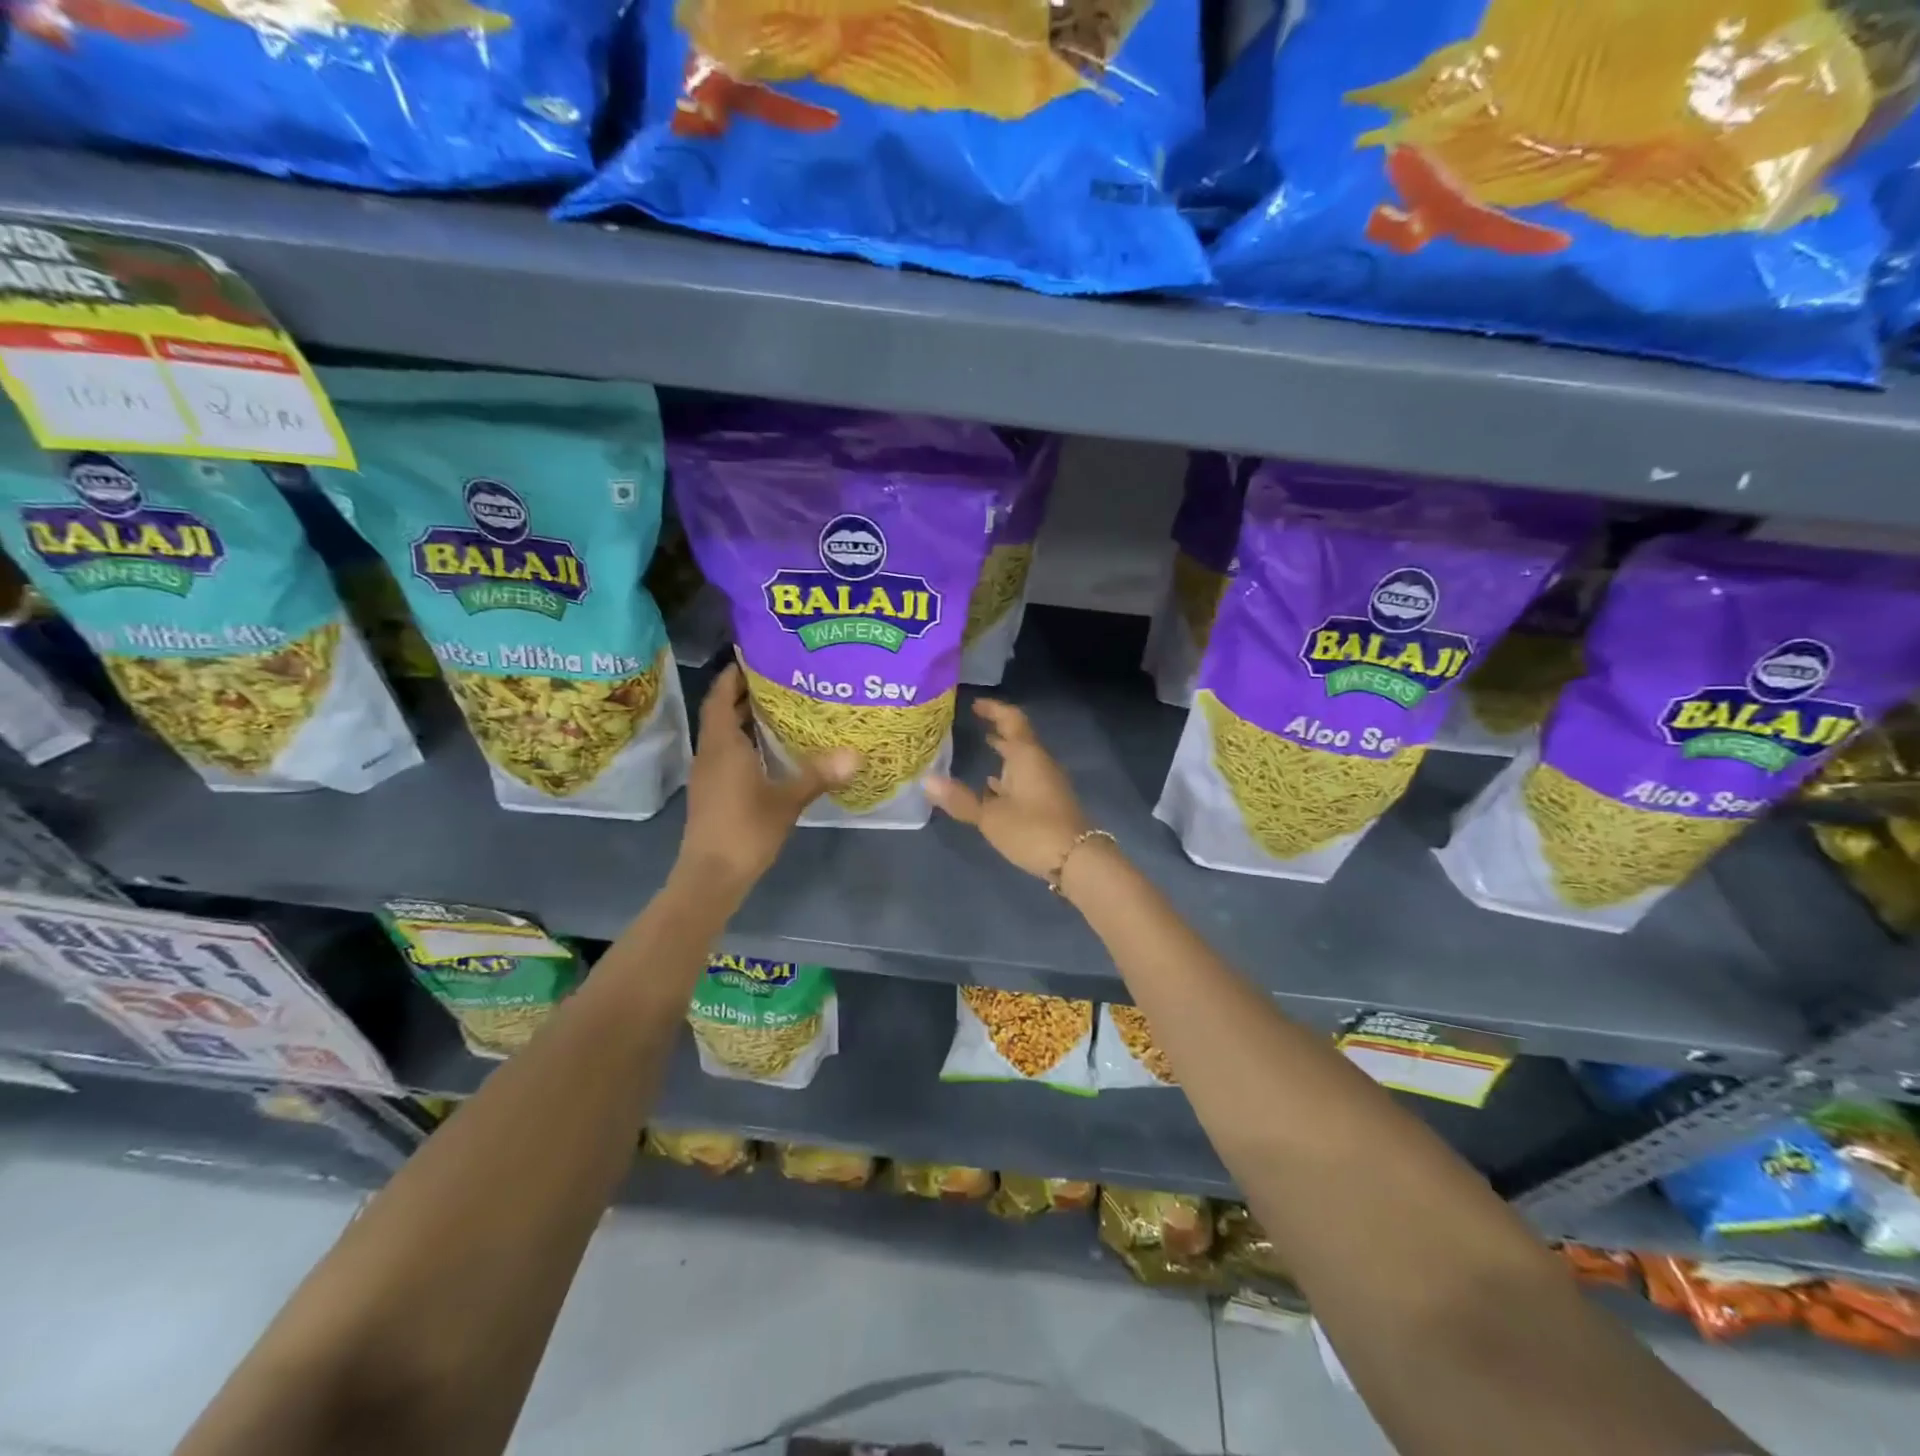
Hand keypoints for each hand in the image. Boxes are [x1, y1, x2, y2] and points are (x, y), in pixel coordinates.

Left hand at [677, 665, 858, 895]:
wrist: (711, 876)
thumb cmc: (745, 830)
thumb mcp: (787, 800)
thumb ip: (818, 774)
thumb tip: (855, 754)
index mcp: (722, 745)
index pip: (721, 697)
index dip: (734, 675)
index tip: (757, 658)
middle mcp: (709, 753)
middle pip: (722, 712)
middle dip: (745, 694)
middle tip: (781, 680)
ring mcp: (708, 774)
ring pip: (724, 734)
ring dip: (745, 718)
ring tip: (781, 708)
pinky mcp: (712, 791)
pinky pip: (726, 753)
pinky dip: (745, 741)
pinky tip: (771, 750)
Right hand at [924, 699, 1090, 881]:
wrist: (1078, 860)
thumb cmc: (1033, 830)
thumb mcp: (991, 817)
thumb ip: (960, 799)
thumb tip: (926, 781)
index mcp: (1026, 756)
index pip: (1011, 720)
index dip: (994, 709)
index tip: (975, 704)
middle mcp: (1039, 763)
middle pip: (1018, 737)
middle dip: (997, 729)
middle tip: (973, 723)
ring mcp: (1047, 783)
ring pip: (1022, 759)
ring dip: (1004, 753)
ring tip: (980, 749)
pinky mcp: (1049, 802)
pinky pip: (1026, 779)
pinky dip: (1009, 776)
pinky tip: (993, 787)